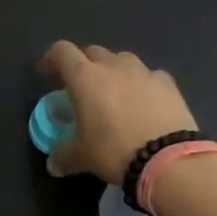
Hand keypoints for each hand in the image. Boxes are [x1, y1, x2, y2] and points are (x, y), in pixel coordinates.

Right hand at [39, 42, 198, 184]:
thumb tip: (53, 164)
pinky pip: (149, 75)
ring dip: (113, 71)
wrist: (168, 159)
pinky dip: (142, 84)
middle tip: (81, 88)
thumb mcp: (82, 158)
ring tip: (114, 93)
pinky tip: (145, 102)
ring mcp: (143, 71)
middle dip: (83, 65)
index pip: (61, 52)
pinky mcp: (168, 83)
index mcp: (84, 77)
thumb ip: (63, 156)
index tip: (47, 76)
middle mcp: (112, 66)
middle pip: (92, 52)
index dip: (51, 60)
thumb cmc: (114, 151)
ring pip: (122, 59)